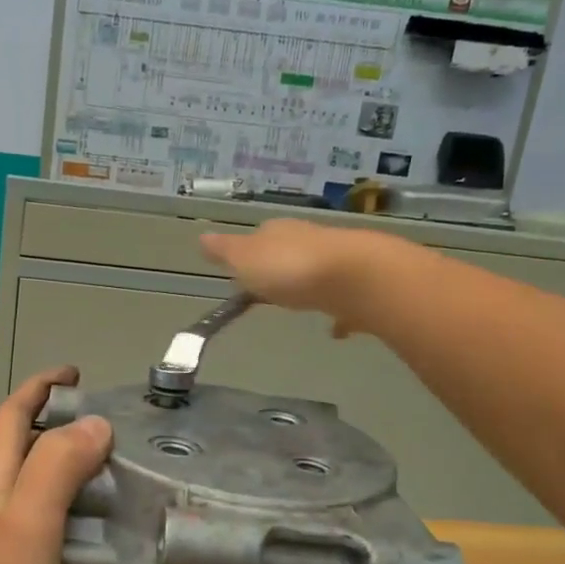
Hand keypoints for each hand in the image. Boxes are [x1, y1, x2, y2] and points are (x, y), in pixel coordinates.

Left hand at [0, 367, 111, 563]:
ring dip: (67, 466)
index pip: (12, 415)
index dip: (40, 387)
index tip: (76, 374)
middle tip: (109, 425)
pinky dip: (70, 508)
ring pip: (34, 484)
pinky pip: (43, 521)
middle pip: (21, 445)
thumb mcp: (30, 521)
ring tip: (113, 469)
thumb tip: (95, 423)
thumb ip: (58, 466)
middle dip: (58, 422)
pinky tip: (97, 527)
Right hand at [199, 221, 375, 334]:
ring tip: (302, 305)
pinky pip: (344, 300)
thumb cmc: (291, 268)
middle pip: (291, 251)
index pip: (260, 237)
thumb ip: (225, 251)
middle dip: (282, 268)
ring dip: (310, 286)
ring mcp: (339, 262)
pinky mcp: (362, 286)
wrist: (357, 278)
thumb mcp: (245, 259)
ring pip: (319, 272)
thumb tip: (202, 236)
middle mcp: (310, 240)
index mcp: (279, 232)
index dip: (250, 253)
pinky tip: (336, 331)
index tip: (243, 272)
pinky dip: (339, 313)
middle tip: (272, 289)